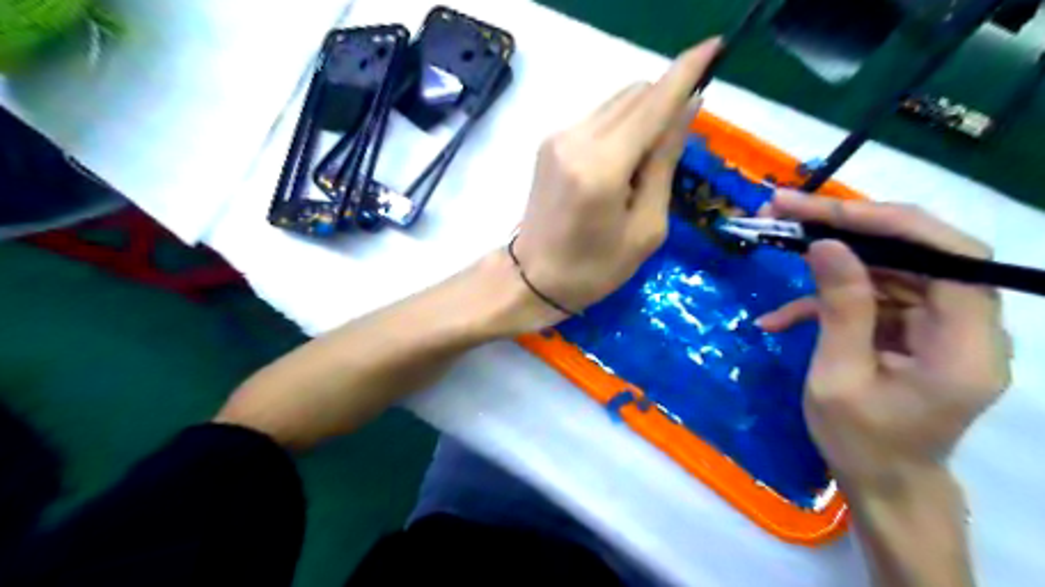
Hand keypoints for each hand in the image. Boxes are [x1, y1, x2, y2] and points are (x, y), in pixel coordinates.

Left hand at [513, 39, 723, 323]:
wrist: (531, 278)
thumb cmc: (594, 268)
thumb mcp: (646, 228)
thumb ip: (664, 163)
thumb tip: (687, 108)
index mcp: (602, 167)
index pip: (653, 104)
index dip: (686, 72)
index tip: (715, 47)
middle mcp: (576, 139)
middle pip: (635, 94)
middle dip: (665, 103)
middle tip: (677, 145)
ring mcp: (558, 137)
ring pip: (617, 103)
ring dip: (643, 117)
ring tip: (644, 166)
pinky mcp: (549, 142)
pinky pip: (599, 118)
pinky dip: (621, 128)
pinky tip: (620, 165)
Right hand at [761, 190, 1011, 491]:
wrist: (882, 483)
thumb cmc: (861, 443)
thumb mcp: (838, 378)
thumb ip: (840, 309)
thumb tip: (824, 246)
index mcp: (966, 347)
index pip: (949, 256)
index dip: (890, 223)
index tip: (824, 211)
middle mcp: (967, 327)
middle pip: (916, 253)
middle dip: (848, 229)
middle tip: (786, 212)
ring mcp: (938, 327)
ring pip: (888, 270)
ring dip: (829, 261)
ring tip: (776, 245)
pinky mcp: (912, 331)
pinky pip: (871, 300)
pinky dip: (825, 303)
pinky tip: (779, 319)